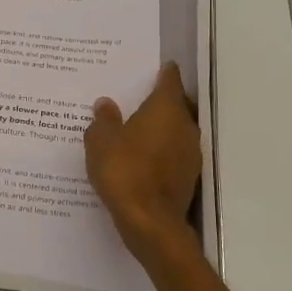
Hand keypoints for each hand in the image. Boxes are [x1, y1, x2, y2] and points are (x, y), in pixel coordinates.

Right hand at [85, 61, 201, 264]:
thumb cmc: (124, 171)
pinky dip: (162, 151)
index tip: (157, 67)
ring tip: (139, 129)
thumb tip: (106, 104)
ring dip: (163, 128)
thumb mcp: (101, 142)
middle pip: (178, 105)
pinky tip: (144, 158)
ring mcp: (191, 153)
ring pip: (178, 130)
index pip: (170, 80)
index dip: (164, 73)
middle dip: (162, 101)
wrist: (150, 222)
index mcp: (165, 109)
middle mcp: (185, 126)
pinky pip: (175, 154)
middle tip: (140, 98)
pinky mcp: (189, 177)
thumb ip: (103, 120)